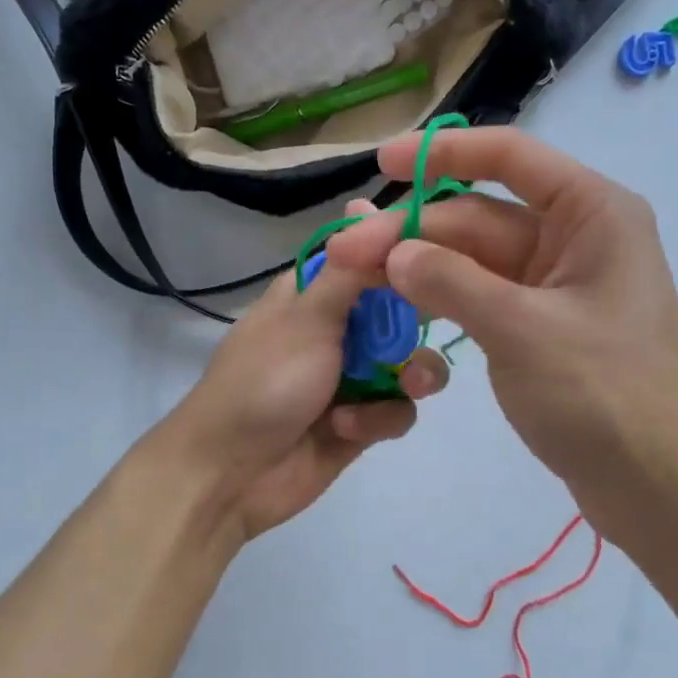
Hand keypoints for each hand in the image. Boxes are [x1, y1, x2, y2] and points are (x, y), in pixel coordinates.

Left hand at [162, 201, 449, 542]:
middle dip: (422, 322)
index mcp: (317, 292)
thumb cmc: (264, 383)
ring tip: (406, 386)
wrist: (230, 474)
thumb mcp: (306, 317)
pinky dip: (378, 419)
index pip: (373, 254)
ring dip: (413, 375)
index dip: (410, 252)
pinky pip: (398, 410)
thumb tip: (366, 203)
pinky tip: (347, 429)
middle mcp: (339, 328)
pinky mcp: (362, 422)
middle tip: (440, 323)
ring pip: (412, 363)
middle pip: (405, 309)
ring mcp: (352, 376)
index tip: (447, 253)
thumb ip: (349, 269)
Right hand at [326, 128, 677, 545]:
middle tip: (343, 254)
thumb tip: (394, 253)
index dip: (442, 153)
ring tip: (357, 278)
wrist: (659, 486)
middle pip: (479, 217)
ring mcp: (556, 288)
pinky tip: (399, 305)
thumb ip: (453, 283)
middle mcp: (575, 239)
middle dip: (413, 231)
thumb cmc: (605, 396)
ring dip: (420, 267)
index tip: (383, 160)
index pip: (510, 157)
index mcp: (591, 214)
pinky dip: (443, 300)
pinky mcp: (541, 330)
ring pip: (475, 261)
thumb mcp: (522, 331)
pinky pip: (483, 299)